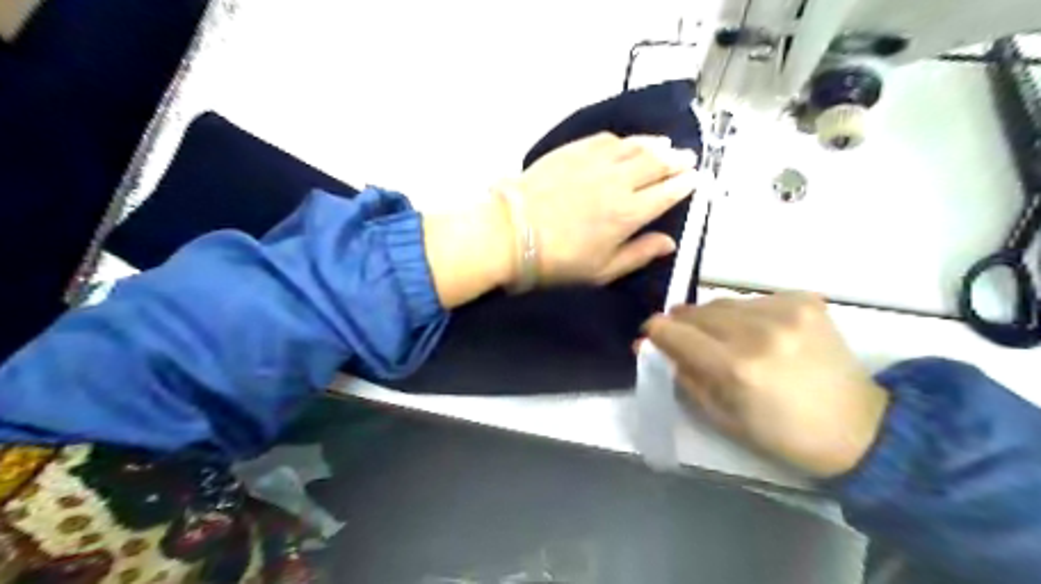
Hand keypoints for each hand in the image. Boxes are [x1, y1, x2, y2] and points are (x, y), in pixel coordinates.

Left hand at [423, 130, 697, 306]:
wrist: (510, 233)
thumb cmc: (556, 261)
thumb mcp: (601, 271)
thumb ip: (638, 254)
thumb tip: (669, 243)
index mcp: (628, 214)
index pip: (667, 193)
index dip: (685, 185)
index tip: (696, 179)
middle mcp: (618, 182)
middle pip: (656, 164)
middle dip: (677, 160)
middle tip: (689, 157)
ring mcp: (595, 162)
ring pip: (635, 146)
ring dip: (656, 144)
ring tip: (667, 144)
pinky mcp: (572, 151)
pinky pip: (606, 139)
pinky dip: (624, 139)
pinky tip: (627, 142)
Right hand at [648, 292, 889, 478]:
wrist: (860, 427)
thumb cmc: (783, 434)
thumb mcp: (721, 417)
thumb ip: (683, 376)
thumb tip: (650, 347)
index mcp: (736, 367)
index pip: (673, 331)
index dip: (655, 332)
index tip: (651, 337)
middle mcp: (758, 331)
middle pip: (696, 311)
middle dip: (683, 324)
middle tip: (688, 341)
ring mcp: (786, 311)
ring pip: (723, 302)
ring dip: (714, 319)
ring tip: (727, 339)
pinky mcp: (806, 300)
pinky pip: (754, 299)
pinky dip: (746, 314)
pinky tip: (761, 333)